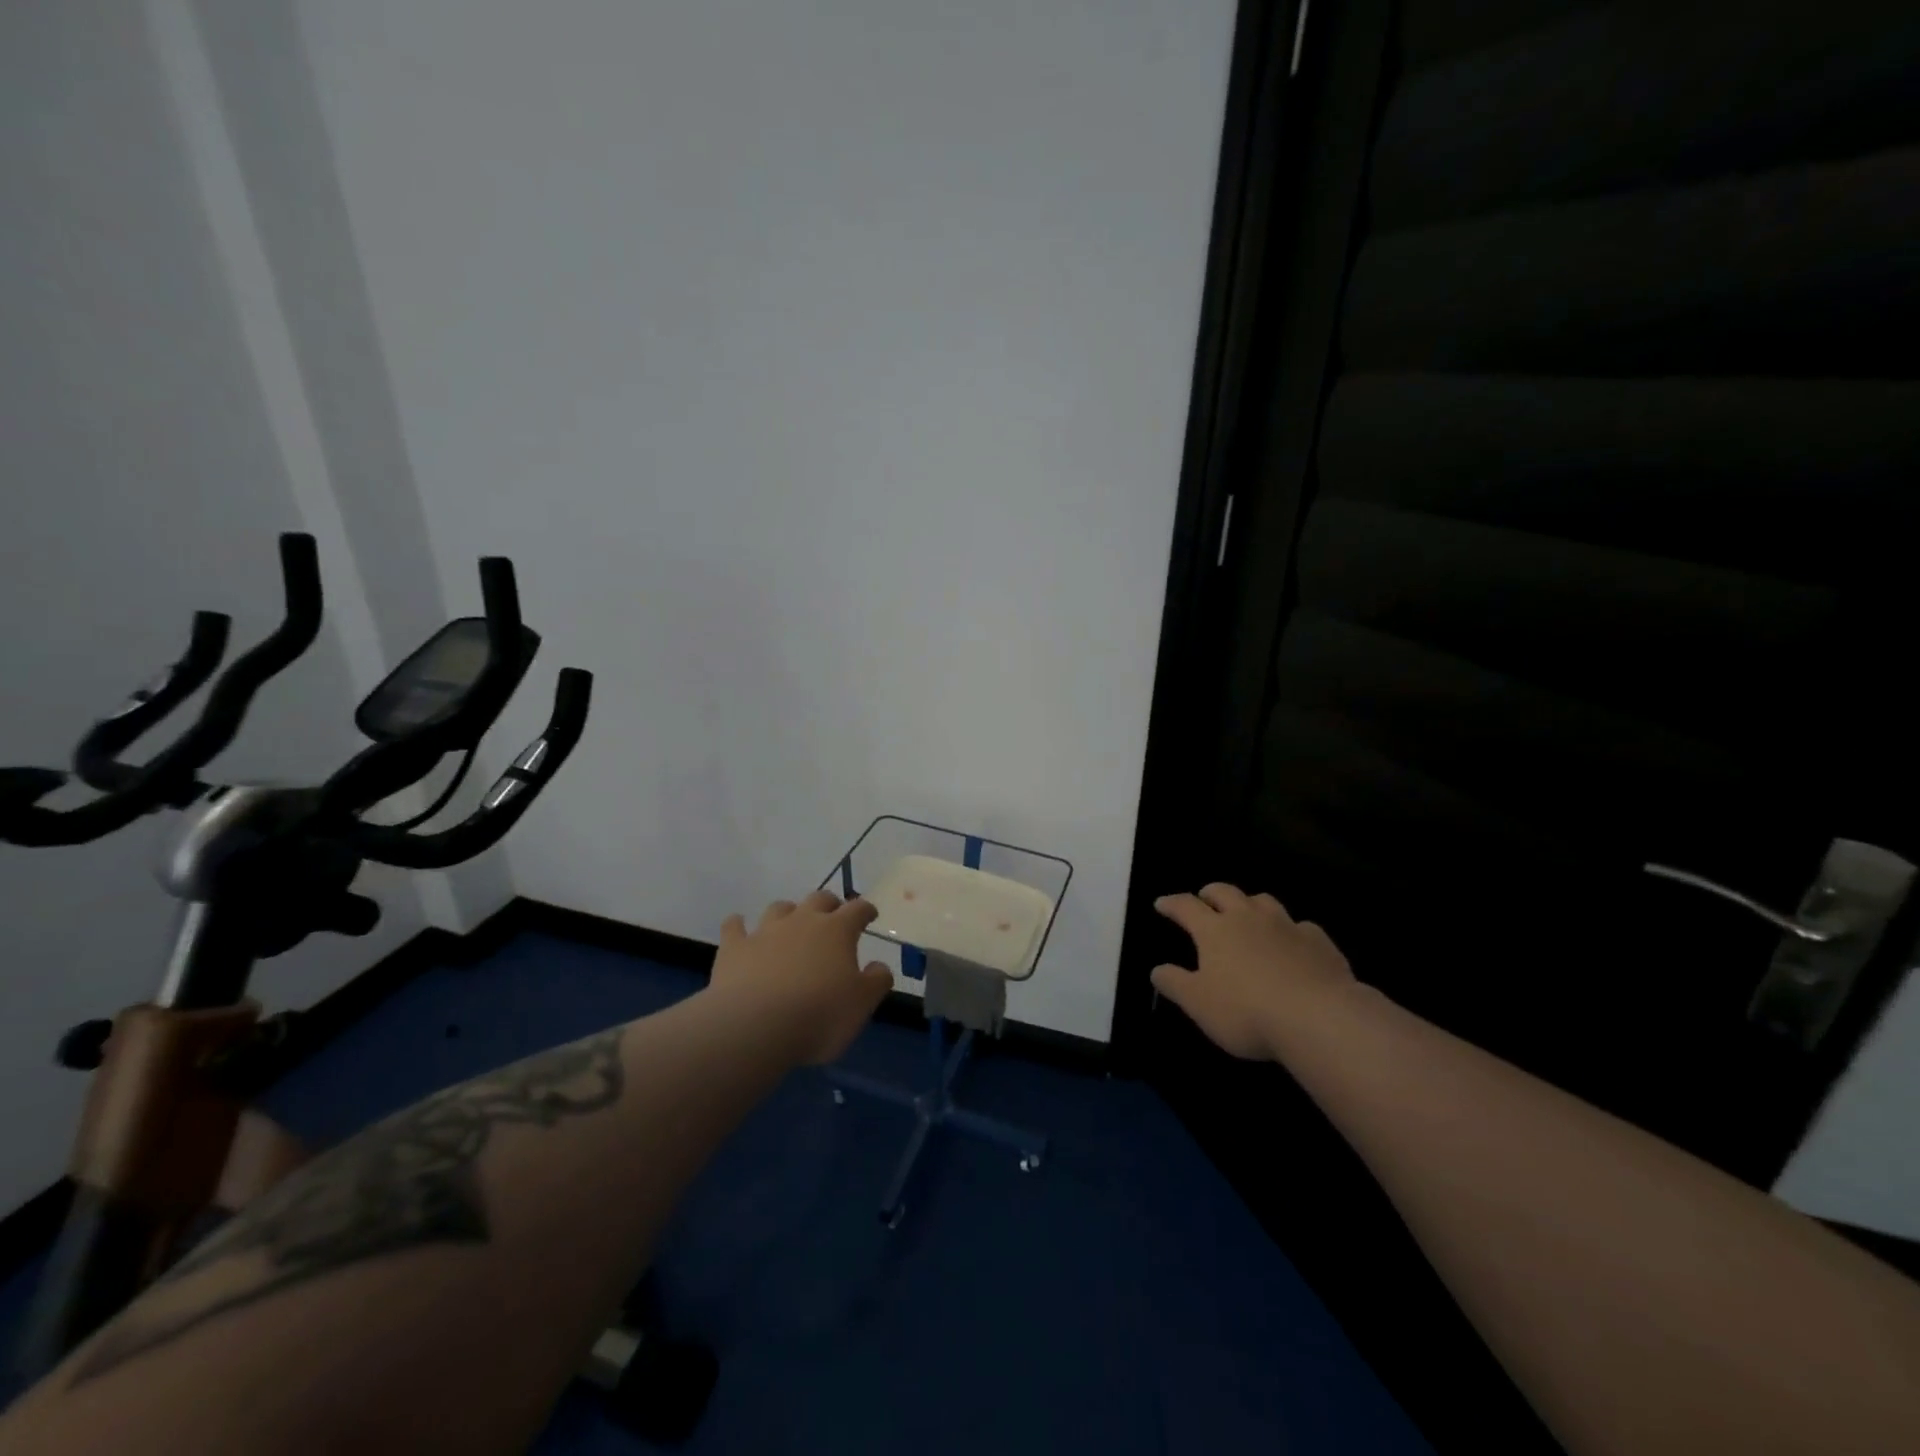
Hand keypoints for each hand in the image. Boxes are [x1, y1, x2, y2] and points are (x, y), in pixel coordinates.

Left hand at [708, 891, 894, 1065]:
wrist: (754, 1027)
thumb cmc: (818, 1015)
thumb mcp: (862, 1005)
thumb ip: (876, 981)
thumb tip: (879, 966)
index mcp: (837, 931)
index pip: (857, 910)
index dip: (865, 910)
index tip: (870, 915)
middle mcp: (802, 921)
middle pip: (819, 900)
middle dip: (829, 905)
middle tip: (833, 916)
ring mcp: (765, 931)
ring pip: (779, 908)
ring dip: (788, 912)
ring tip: (790, 924)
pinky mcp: (734, 948)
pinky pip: (734, 927)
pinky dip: (738, 925)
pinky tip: (738, 927)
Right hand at [1151, 883, 1355, 1060]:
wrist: (1319, 1018)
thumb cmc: (1247, 1011)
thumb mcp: (1198, 1004)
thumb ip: (1175, 984)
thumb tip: (1156, 970)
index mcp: (1215, 930)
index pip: (1186, 907)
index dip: (1172, 903)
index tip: (1161, 903)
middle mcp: (1248, 919)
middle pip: (1225, 892)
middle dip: (1211, 893)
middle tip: (1204, 899)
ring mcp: (1286, 926)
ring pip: (1264, 901)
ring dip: (1250, 903)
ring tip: (1247, 914)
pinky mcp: (1319, 942)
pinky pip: (1301, 926)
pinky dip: (1291, 930)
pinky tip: (1293, 943)